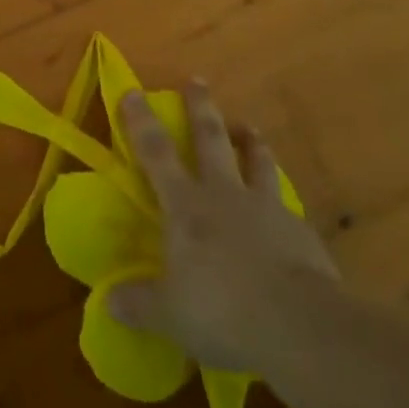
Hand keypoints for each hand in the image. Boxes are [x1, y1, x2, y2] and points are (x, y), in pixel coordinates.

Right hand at [109, 81, 339, 373]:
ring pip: (256, 161)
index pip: (156, 152)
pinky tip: (285, 211)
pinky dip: (281, 200)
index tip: (132, 90)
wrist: (299, 326)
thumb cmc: (222, 311)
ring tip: (249, 128)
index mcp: (186, 206)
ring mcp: (265, 208)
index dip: (141, 121)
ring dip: (250, 141)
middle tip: (198, 80)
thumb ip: (139, 304)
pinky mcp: (300, 232)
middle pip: (210, 139)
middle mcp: (223, 194)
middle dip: (201, 108)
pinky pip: (286, 205)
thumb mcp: (169, 315)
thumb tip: (108, 301)